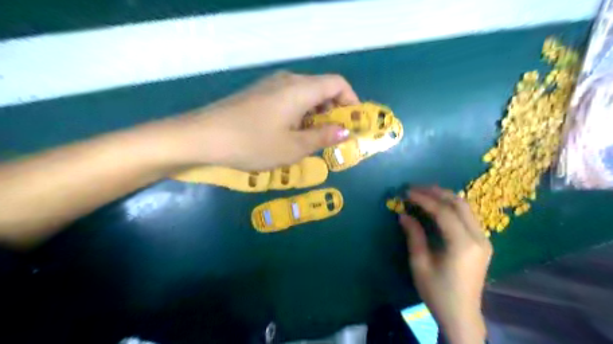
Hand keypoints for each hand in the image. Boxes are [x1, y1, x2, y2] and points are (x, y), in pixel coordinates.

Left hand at [174, 71, 357, 169]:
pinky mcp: (258, 94)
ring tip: (311, 140)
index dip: (351, 101)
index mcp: (301, 89)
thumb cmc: (253, 143)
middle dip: (333, 112)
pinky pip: (288, 100)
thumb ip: (322, 137)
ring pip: (304, 95)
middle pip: (321, 88)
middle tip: (332, 137)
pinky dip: (299, 115)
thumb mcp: (293, 147)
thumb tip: (344, 131)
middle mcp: (288, 80)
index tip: (353, 124)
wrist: (203, 137)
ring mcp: (270, 86)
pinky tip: (289, 134)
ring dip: (315, 115)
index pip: (337, 84)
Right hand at [398, 186, 491, 342]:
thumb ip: (414, 236)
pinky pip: (467, 216)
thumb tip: (403, 214)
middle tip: (415, 188)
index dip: (424, 199)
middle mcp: (478, 238)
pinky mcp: (482, 243)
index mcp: (462, 245)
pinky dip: (451, 206)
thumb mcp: (420, 264)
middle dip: (435, 192)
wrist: (462, 315)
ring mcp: (483, 240)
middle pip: (459, 204)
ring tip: (424, 193)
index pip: (443, 212)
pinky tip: (437, 206)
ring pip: (465, 207)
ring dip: (444, 197)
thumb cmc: (437, 292)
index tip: (406, 192)